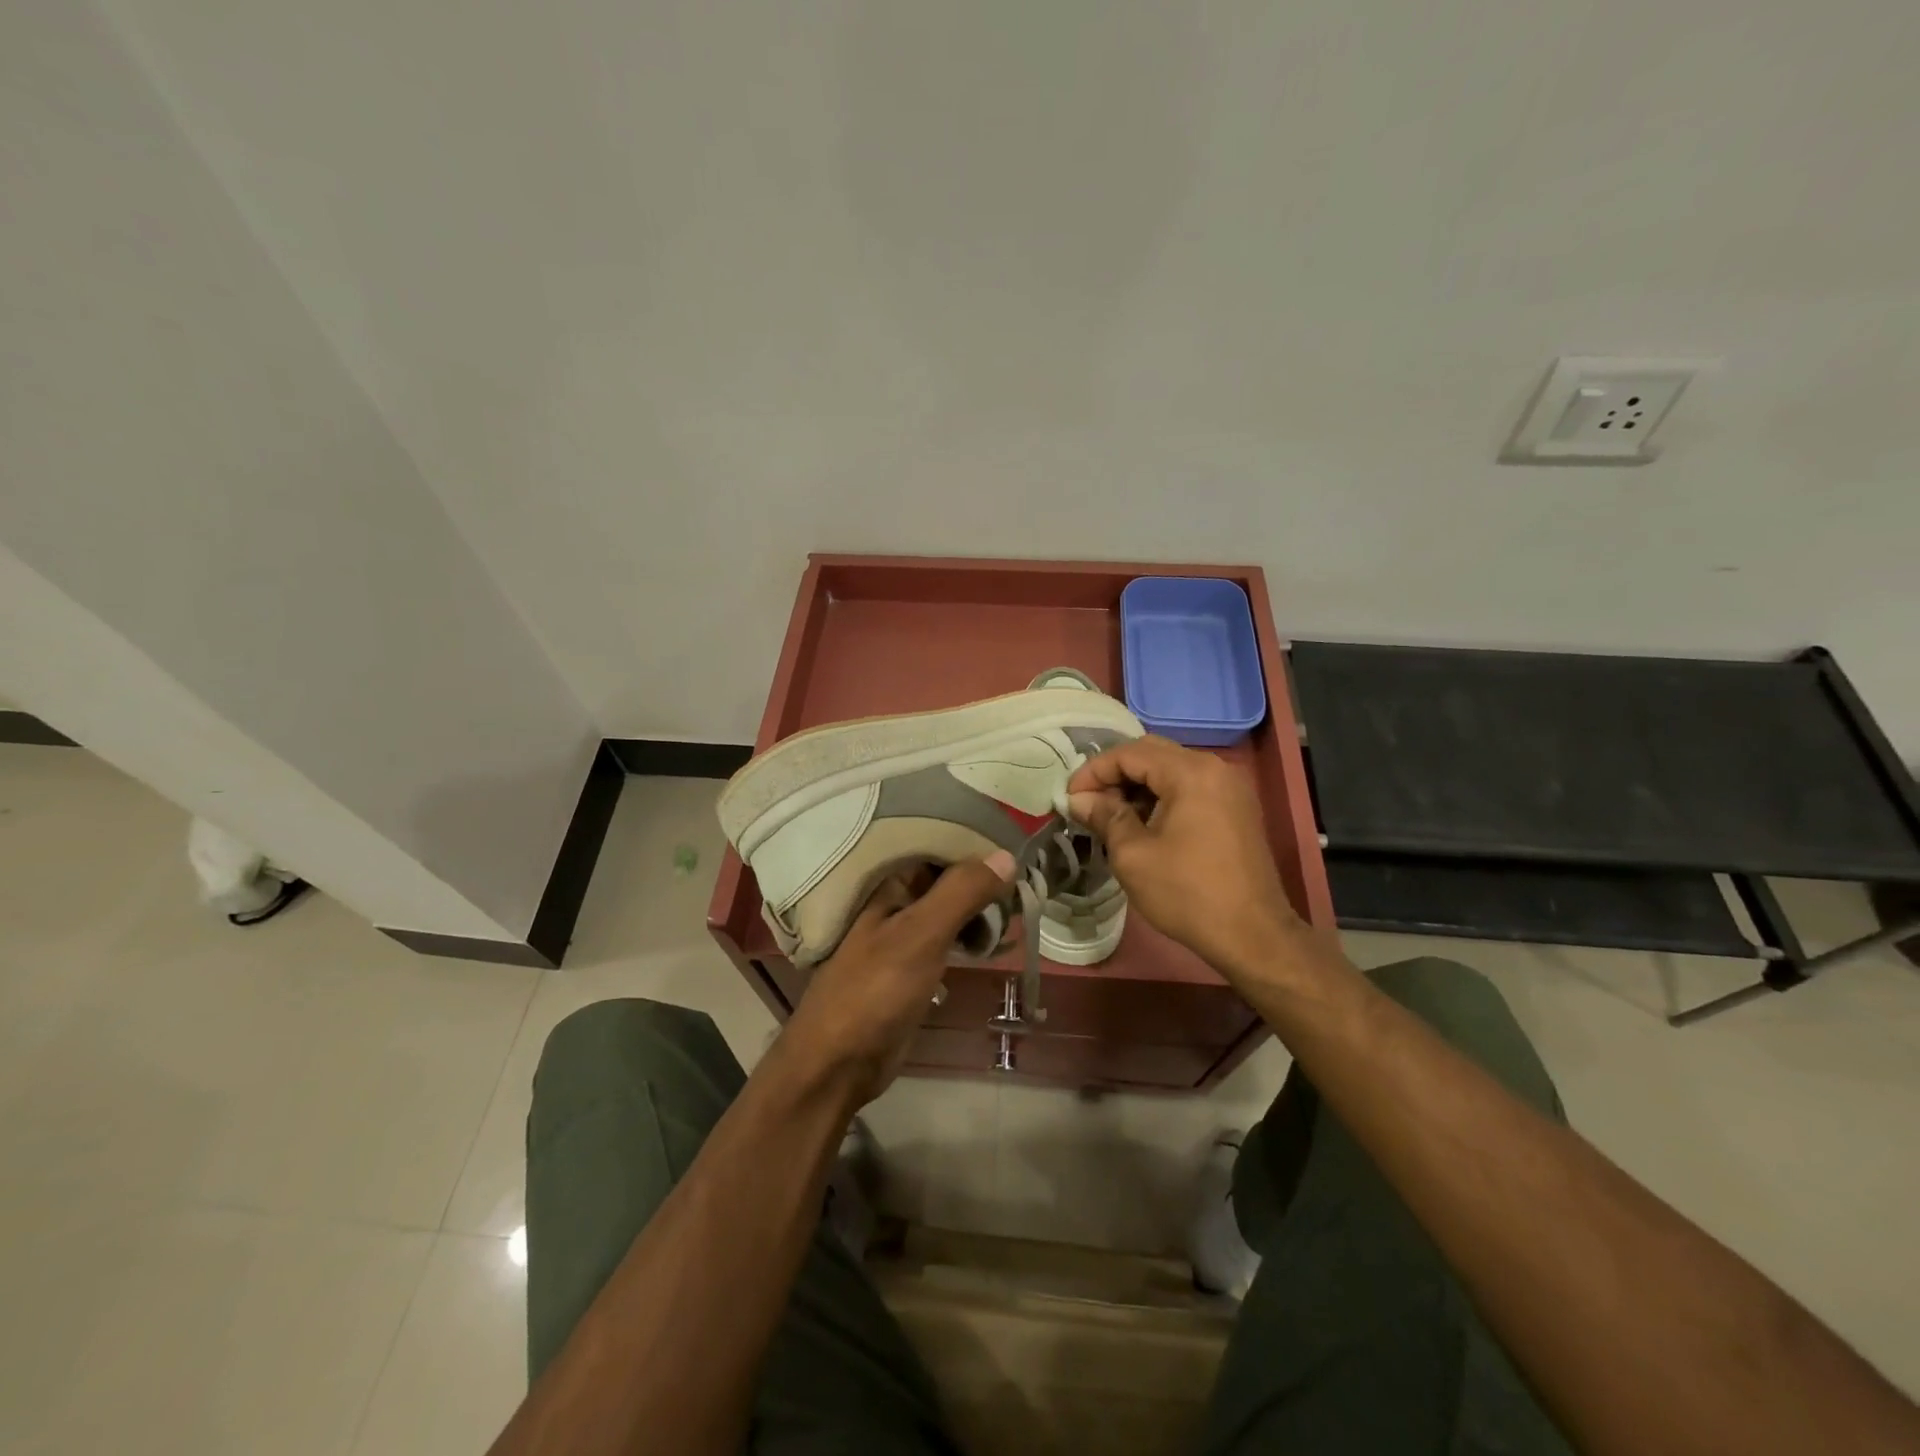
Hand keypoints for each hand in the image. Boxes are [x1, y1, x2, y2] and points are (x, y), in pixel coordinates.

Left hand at [777, 852, 1014, 1105]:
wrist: (838, 1063)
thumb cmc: (874, 990)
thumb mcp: (921, 935)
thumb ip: (961, 892)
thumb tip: (1007, 855)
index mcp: (885, 883)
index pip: (933, 843)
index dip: (971, 838)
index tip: (1014, 836)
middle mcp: (892, 901)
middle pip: (943, 874)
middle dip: (981, 873)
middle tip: (1027, 872)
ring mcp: (900, 934)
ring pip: (947, 906)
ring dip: (978, 904)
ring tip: (1021, 899)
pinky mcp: (910, 966)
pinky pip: (946, 937)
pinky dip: (969, 933)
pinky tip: (995, 937)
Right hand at [1067, 736, 1302, 976]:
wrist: (1253, 935)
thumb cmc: (1187, 893)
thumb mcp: (1133, 855)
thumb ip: (1104, 816)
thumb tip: (1079, 799)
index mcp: (1190, 772)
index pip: (1130, 753)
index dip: (1094, 771)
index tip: (1070, 797)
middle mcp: (1214, 767)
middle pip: (1152, 754)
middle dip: (1114, 774)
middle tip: (1087, 803)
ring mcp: (1230, 786)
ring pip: (1171, 770)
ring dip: (1137, 786)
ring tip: (1110, 816)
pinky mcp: (1237, 807)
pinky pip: (1190, 787)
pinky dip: (1162, 797)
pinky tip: (1143, 823)